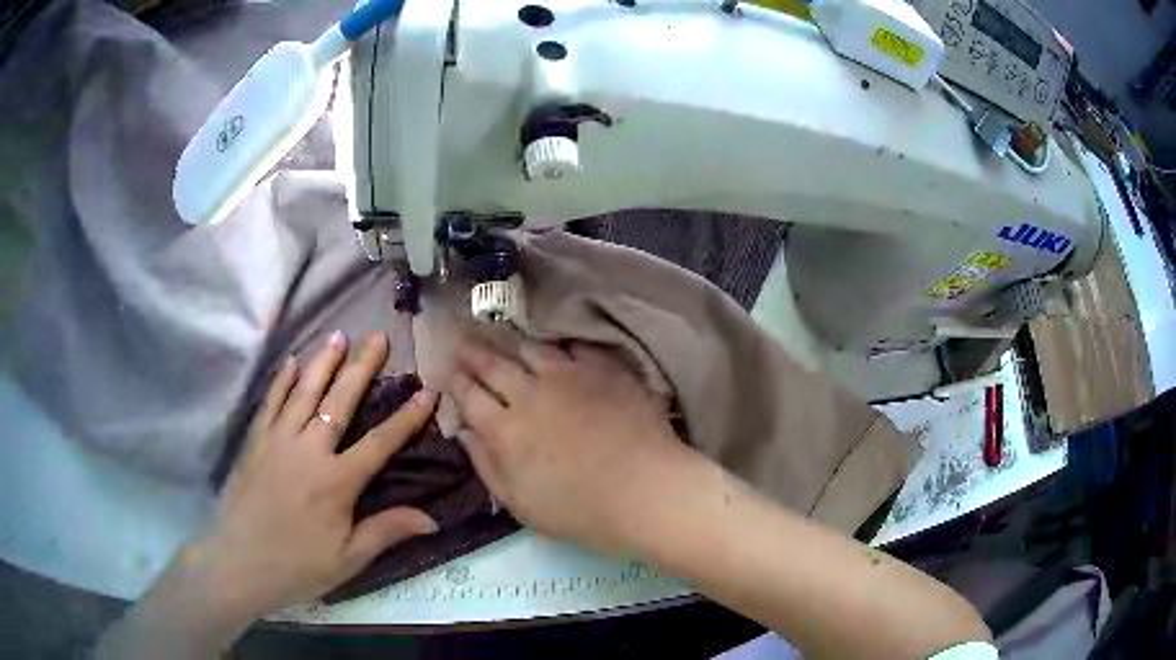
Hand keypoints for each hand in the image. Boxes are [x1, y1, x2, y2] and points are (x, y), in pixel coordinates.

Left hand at [188, 331, 438, 618]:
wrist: (241, 563)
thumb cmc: (299, 565)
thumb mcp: (349, 559)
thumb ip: (386, 531)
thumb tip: (432, 518)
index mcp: (336, 482)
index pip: (380, 443)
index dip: (407, 418)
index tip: (427, 391)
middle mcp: (309, 451)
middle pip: (339, 402)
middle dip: (361, 368)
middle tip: (377, 338)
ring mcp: (278, 441)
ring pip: (304, 393)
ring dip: (323, 363)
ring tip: (339, 336)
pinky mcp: (255, 442)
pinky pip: (270, 403)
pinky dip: (281, 381)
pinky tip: (290, 363)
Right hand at [449, 339, 695, 555]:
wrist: (644, 492)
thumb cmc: (580, 511)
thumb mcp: (520, 504)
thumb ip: (486, 466)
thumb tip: (463, 432)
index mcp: (505, 430)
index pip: (470, 397)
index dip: (457, 382)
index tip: (449, 371)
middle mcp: (529, 395)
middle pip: (493, 365)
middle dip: (473, 352)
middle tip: (462, 339)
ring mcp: (568, 376)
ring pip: (531, 349)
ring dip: (512, 343)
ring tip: (505, 338)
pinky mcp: (603, 369)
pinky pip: (575, 346)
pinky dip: (562, 345)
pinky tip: (559, 344)